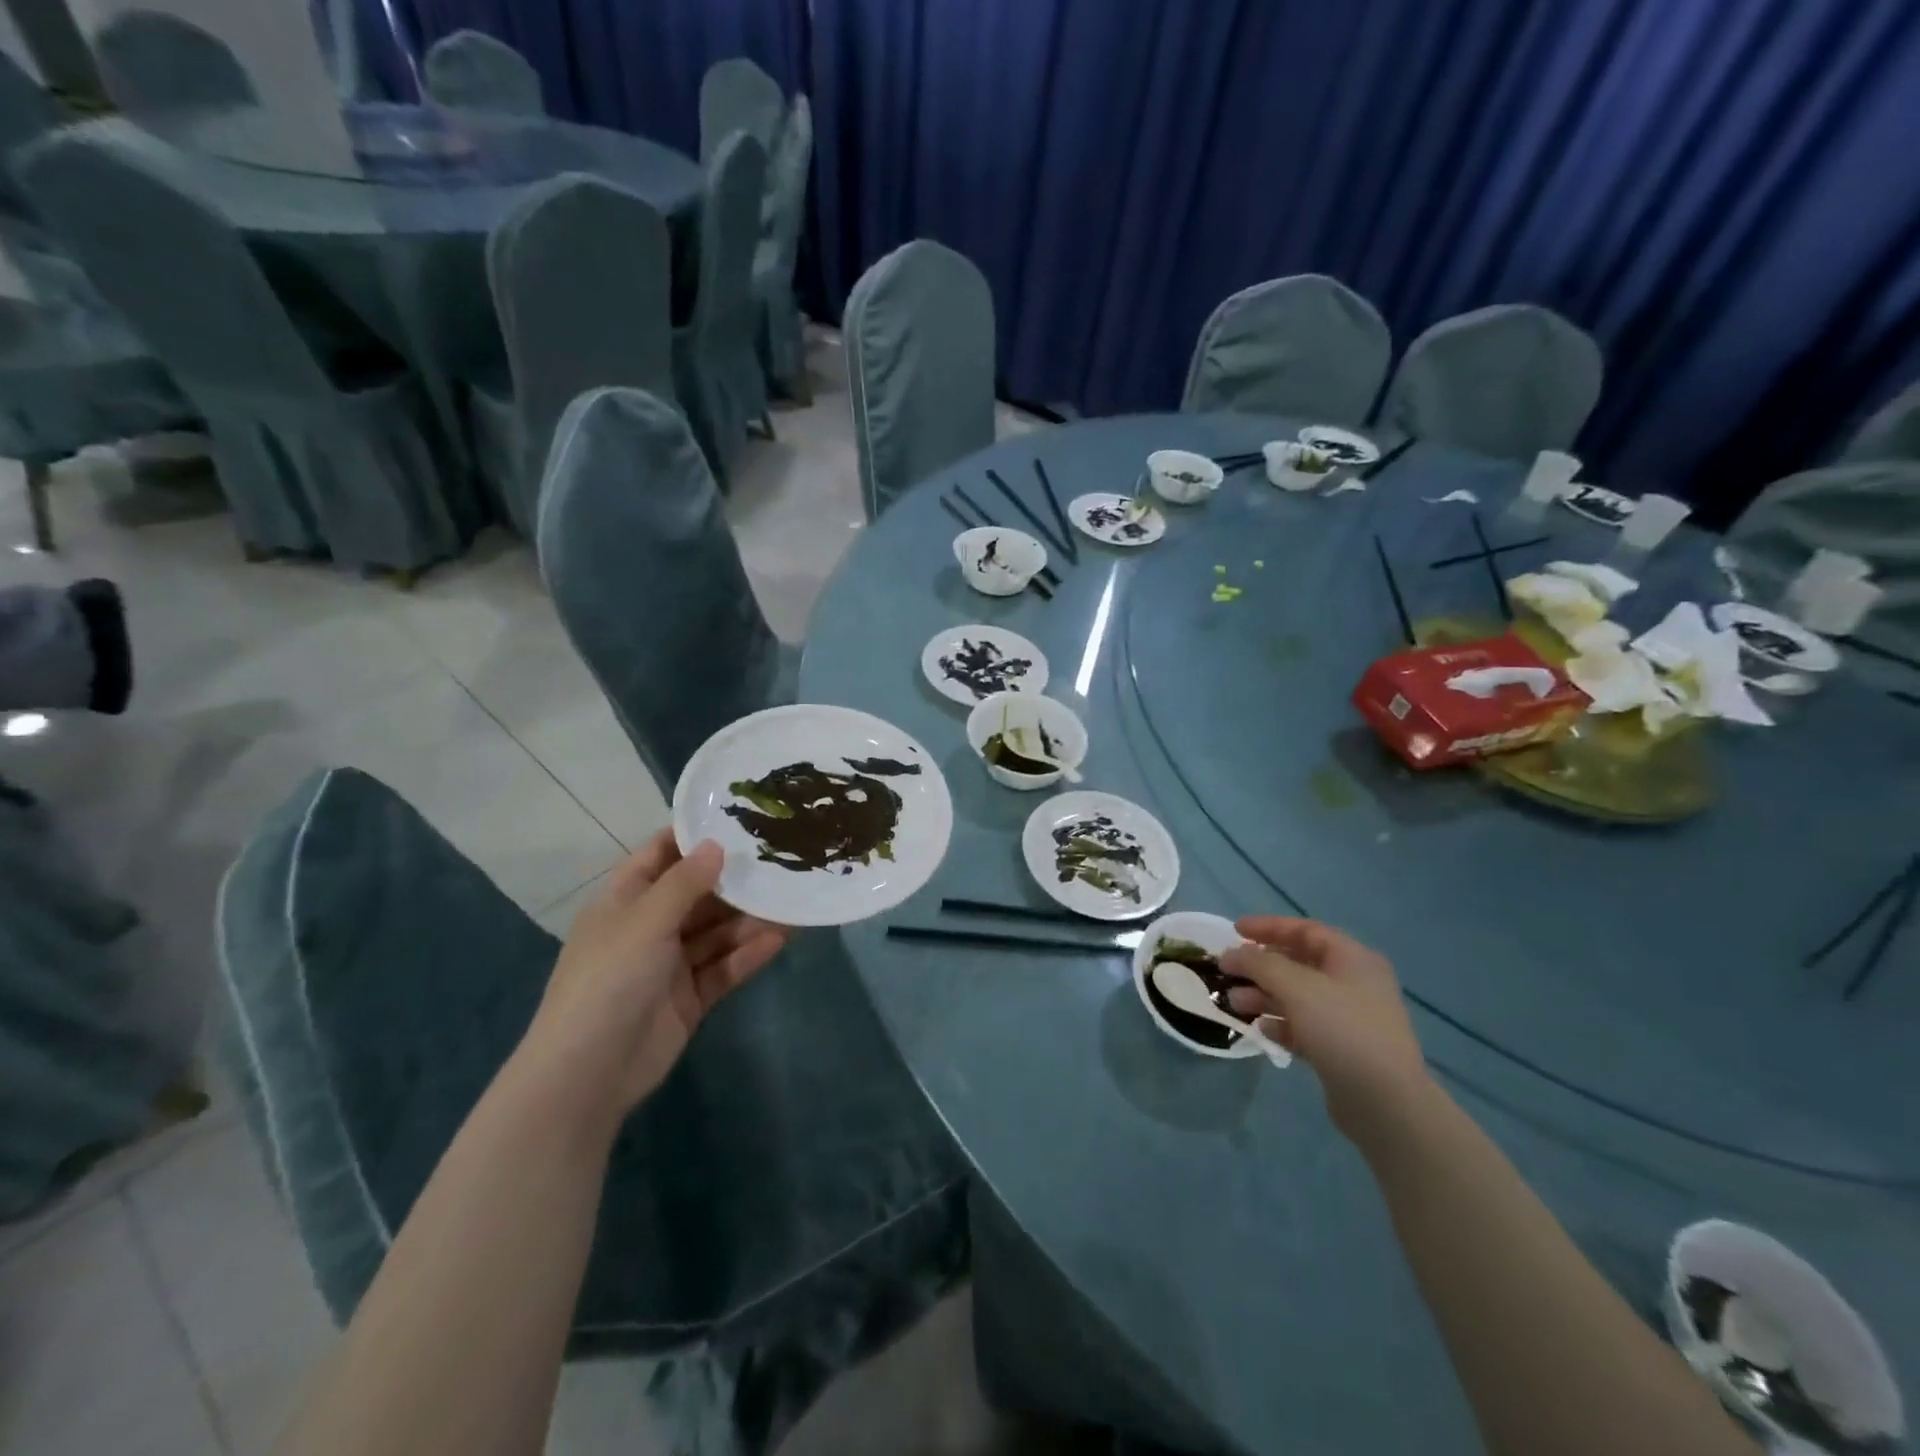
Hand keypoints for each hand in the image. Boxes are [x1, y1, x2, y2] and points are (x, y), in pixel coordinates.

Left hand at [517, 833, 788, 1126]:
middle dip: (735, 880)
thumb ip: (685, 882)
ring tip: (791, 900)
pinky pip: (724, 967)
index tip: (738, 819)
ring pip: (717, 932)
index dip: (694, 837)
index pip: (661, 856)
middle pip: (698, 894)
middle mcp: (649, 927)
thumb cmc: (609, 979)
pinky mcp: (690, 998)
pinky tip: (779, 939)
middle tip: (781, 859)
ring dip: (750, 919)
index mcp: (625, 901)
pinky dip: (748, 954)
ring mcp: (670, 965)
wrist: (589, 1073)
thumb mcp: (645, 920)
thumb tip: (716, 844)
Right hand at [1220, 917, 1430, 1142]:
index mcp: (1353, 959)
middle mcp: (1354, 983)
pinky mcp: (1343, 1050)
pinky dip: (1281, 1023)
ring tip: (1234, 1003)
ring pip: (1298, 997)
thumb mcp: (1296, 987)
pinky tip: (1261, 1029)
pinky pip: (1304, 1026)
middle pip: (1299, 964)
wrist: (1386, 1103)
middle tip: (1228, 971)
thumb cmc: (1342, 1030)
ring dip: (1264, 995)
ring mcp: (1350, 1018)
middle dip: (1260, 966)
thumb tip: (1231, 954)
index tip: (1234, 930)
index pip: (1305, 930)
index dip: (1268, 927)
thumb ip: (1259, 963)